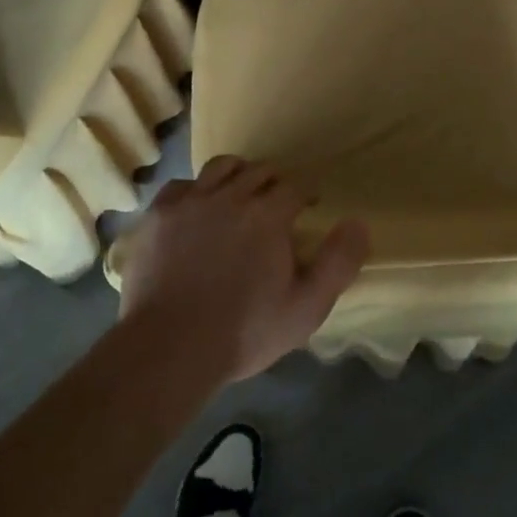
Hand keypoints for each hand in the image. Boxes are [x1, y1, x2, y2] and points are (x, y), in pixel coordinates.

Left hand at [119, 156, 370, 381]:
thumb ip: (338, 263)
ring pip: (221, 168)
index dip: (306, 194)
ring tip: (239, 196)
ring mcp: (190, 202)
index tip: (309, 207)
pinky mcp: (158, 214)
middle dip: (274, 184)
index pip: (295, 187)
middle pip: (259, 172)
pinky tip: (197, 210)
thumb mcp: (306, 308)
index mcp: (268, 216)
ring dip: (237, 175)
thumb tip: (358, 222)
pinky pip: (182, 185)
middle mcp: (230, 196)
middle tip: (277, 206)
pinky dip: (196, 190)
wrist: (169, 348)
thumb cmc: (244, 332)